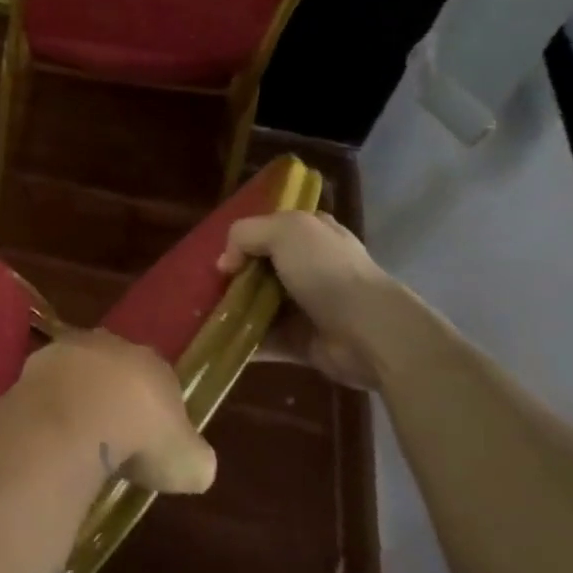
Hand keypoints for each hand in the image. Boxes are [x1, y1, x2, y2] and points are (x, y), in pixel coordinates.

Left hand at [15, 331, 216, 494]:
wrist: (77, 418)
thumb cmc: (142, 438)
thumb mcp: (190, 463)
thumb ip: (194, 458)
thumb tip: (193, 464)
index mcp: (155, 363)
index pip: (160, 381)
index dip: (156, 413)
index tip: (150, 443)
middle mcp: (113, 346)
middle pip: (116, 371)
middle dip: (114, 398)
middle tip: (112, 438)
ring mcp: (69, 349)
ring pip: (78, 372)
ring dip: (78, 397)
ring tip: (77, 438)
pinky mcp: (34, 363)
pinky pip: (47, 386)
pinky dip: (49, 405)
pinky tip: (50, 433)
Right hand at [215, 210, 400, 391]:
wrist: (370, 332)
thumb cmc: (327, 272)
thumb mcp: (284, 231)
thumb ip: (245, 234)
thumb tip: (226, 264)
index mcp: (311, 233)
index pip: (269, 229)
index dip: (242, 241)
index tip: (222, 259)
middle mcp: (310, 266)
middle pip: (259, 269)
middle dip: (232, 279)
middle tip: (207, 288)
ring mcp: (306, 306)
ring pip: (258, 305)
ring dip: (232, 311)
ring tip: (203, 317)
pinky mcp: (301, 341)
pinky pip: (264, 340)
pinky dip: (242, 342)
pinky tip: (217, 342)